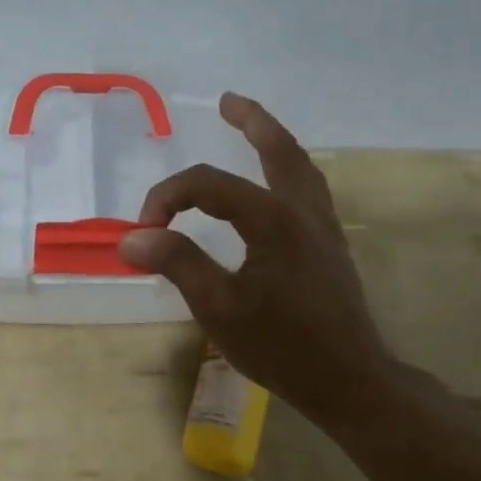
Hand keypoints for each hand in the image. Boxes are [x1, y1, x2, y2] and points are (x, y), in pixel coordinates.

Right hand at [118, 93, 398, 434]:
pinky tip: (276, 186)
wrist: (348, 380)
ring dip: (275, 142)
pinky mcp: (330, 247)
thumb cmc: (281, 346)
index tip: (144, 232)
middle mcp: (303, 211)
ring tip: (254, 128)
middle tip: (228, 101)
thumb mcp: (218, 307)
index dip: (169, 198)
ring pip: (301, 168)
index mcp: (274, 220)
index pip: (209, 185)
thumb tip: (132, 238)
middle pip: (279, 150)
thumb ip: (178, 264)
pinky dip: (289, 171)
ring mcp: (323, 228)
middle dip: (252, 122)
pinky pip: (309, 190)